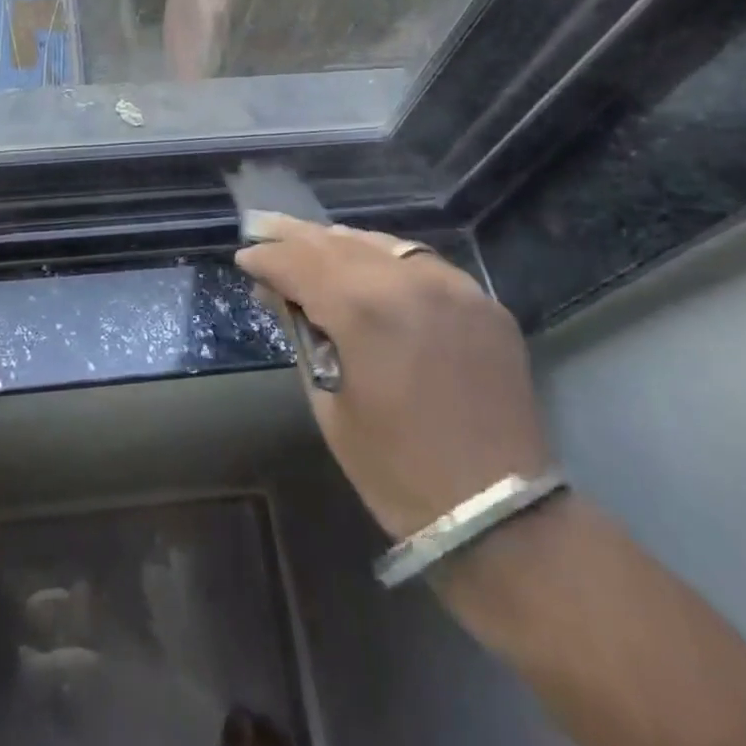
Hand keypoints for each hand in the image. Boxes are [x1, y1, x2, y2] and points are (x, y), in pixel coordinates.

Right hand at [236, 216, 550, 539]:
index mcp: (364, 310)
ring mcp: (454, 286)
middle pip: (337, 242)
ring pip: (382, 243)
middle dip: (296, 237)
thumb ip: (303, 335)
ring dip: (341, 243)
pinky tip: (370, 268)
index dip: (266, 259)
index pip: (299, 263)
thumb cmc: (396, 470)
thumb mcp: (329, 403)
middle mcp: (409, 280)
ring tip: (311, 243)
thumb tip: (278, 293)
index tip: (244, 259)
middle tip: (262, 228)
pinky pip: (422, 264)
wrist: (500, 516)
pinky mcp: (483, 301)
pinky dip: (386, 260)